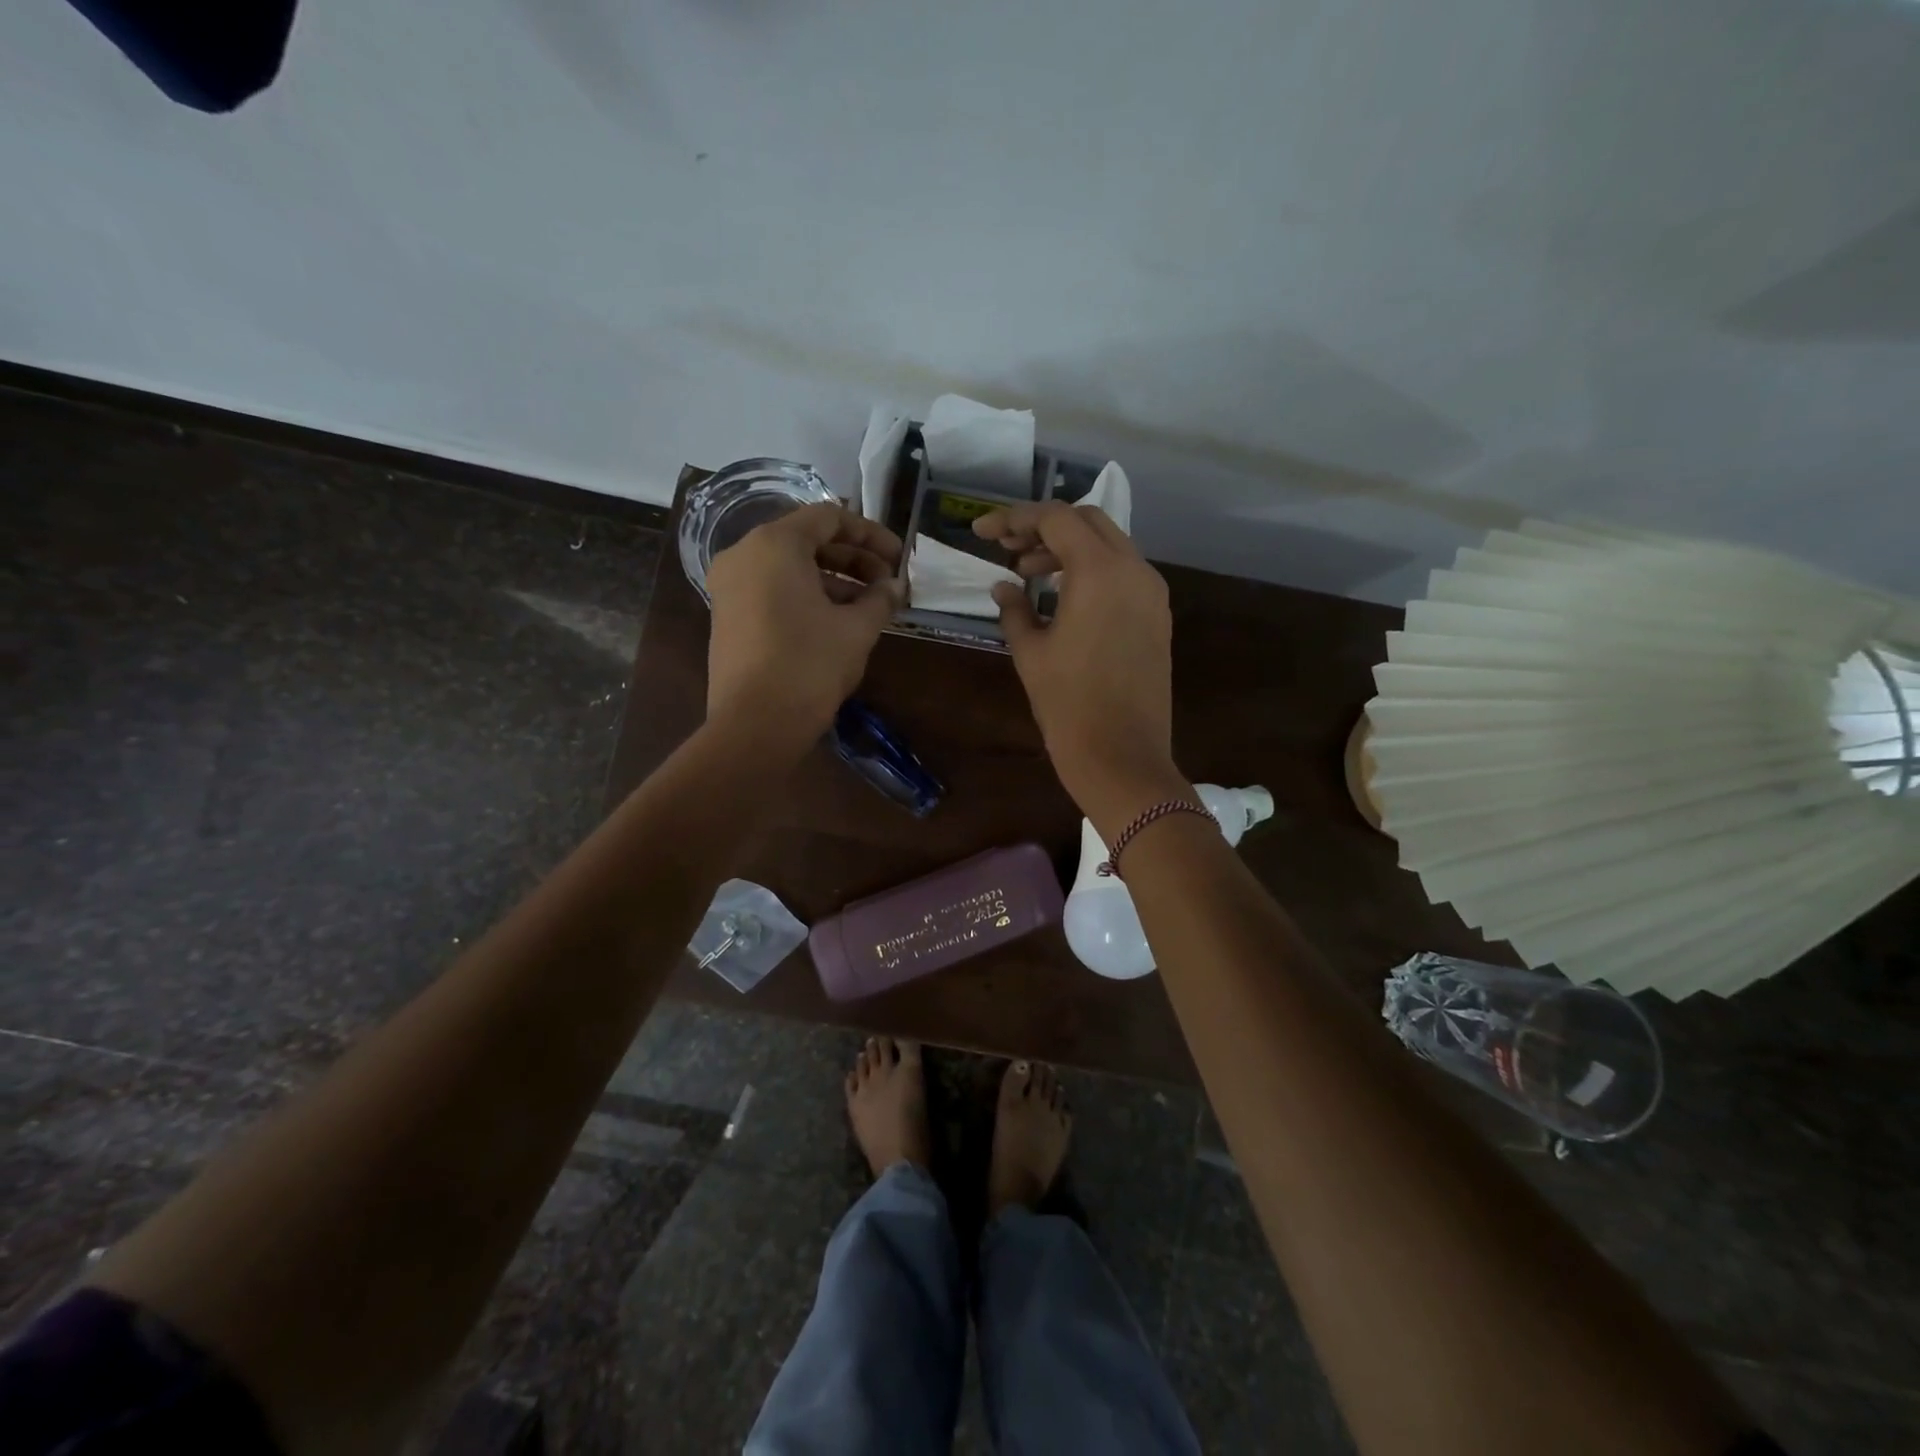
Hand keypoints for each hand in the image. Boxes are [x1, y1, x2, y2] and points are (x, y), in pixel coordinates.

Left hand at [706, 503, 903, 747]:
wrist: (755, 724)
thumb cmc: (810, 665)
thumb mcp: (856, 629)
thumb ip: (880, 599)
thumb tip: (895, 586)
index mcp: (774, 544)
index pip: (829, 518)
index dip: (870, 534)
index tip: (898, 557)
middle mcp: (744, 554)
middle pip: (807, 540)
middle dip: (853, 559)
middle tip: (888, 583)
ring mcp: (730, 586)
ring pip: (790, 568)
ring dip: (833, 580)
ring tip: (870, 607)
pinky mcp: (727, 615)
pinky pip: (773, 590)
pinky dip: (807, 596)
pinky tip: (838, 621)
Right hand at [972, 501, 1184, 829]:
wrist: (1122, 757)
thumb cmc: (1068, 705)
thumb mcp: (1031, 654)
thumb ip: (1015, 610)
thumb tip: (1004, 587)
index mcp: (1100, 572)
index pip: (1056, 519)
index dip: (1015, 518)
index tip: (983, 532)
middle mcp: (1135, 570)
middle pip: (1088, 522)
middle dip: (1044, 528)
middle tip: (1008, 549)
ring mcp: (1152, 594)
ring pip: (1110, 545)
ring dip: (1069, 549)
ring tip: (1028, 572)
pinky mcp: (1158, 617)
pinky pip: (1124, 574)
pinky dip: (1092, 571)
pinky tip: (1063, 596)